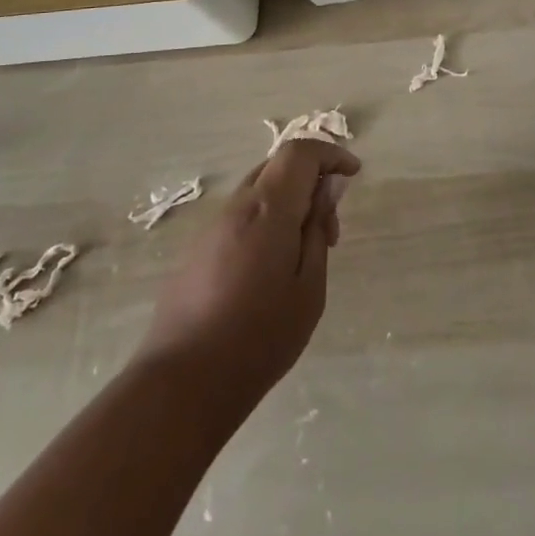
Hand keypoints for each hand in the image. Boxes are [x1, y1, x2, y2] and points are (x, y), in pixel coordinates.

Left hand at [142, 139, 359, 416]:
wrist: (182, 383)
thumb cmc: (259, 337)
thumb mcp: (309, 287)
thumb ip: (318, 230)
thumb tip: (326, 190)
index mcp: (267, 209)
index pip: (300, 152)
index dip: (330, 153)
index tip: (353, 174)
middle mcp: (236, 207)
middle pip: (278, 166)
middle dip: (312, 180)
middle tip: (331, 226)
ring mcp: (211, 228)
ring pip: (258, 192)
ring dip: (289, 203)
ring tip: (306, 253)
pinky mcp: (197, 251)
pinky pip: (241, 216)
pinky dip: (266, 221)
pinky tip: (272, 268)